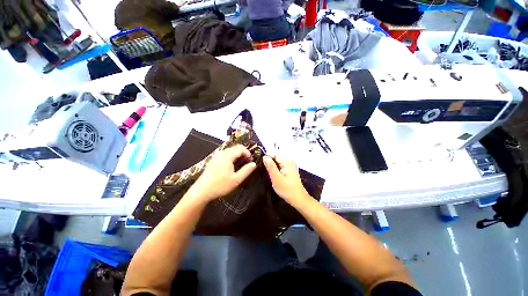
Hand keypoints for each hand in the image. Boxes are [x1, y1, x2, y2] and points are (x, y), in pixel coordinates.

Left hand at [188, 145, 256, 202]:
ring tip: (241, 163)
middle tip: (247, 161)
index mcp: (228, 156)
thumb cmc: (220, 185)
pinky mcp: (213, 160)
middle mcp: (222, 153)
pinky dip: (231, 156)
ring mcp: (217, 156)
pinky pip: (225, 154)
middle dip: (243, 153)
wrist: (202, 190)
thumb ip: (246, 171)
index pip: (241, 149)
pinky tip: (231, 165)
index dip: (248, 153)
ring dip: (237, 154)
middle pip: (235, 147)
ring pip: (230, 150)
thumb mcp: (236, 180)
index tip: (251, 160)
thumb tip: (254, 164)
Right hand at [263, 155, 310, 206]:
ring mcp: (290, 166)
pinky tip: (273, 175)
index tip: (260, 162)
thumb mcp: (276, 178)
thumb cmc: (287, 190)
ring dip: (272, 166)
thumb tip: (265, 157)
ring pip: (277, 162)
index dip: (266, 157)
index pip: (274, 154)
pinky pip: (280, 166)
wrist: (298, 199)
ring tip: (268, 173)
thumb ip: (270, 167)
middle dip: (269, 161)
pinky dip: (276, 169)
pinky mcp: (289, 170)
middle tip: (263, 169)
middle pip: (276, 157)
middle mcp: (289, 161)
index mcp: (286, 162)